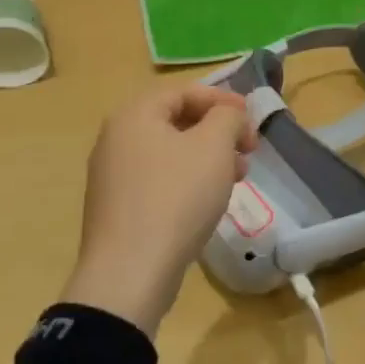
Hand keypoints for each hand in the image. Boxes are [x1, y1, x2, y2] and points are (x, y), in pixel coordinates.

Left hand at [62, 84, 257, 336]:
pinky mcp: (117, 208)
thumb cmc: (175, 197)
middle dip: (218, 131)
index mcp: (134, 115)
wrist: (130, 271)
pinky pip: (158, 180)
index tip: (252, 119)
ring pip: (169, 153)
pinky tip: (208, 202)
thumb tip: (229, 115)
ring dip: (207, 157)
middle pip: (175, 120)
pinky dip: (188, 180)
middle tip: (249, 149)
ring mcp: (112, 176)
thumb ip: (228, 117)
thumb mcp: (214, 146)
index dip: (222, 99)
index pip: (183, 91)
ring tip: (237, 177)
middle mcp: (116, 139)